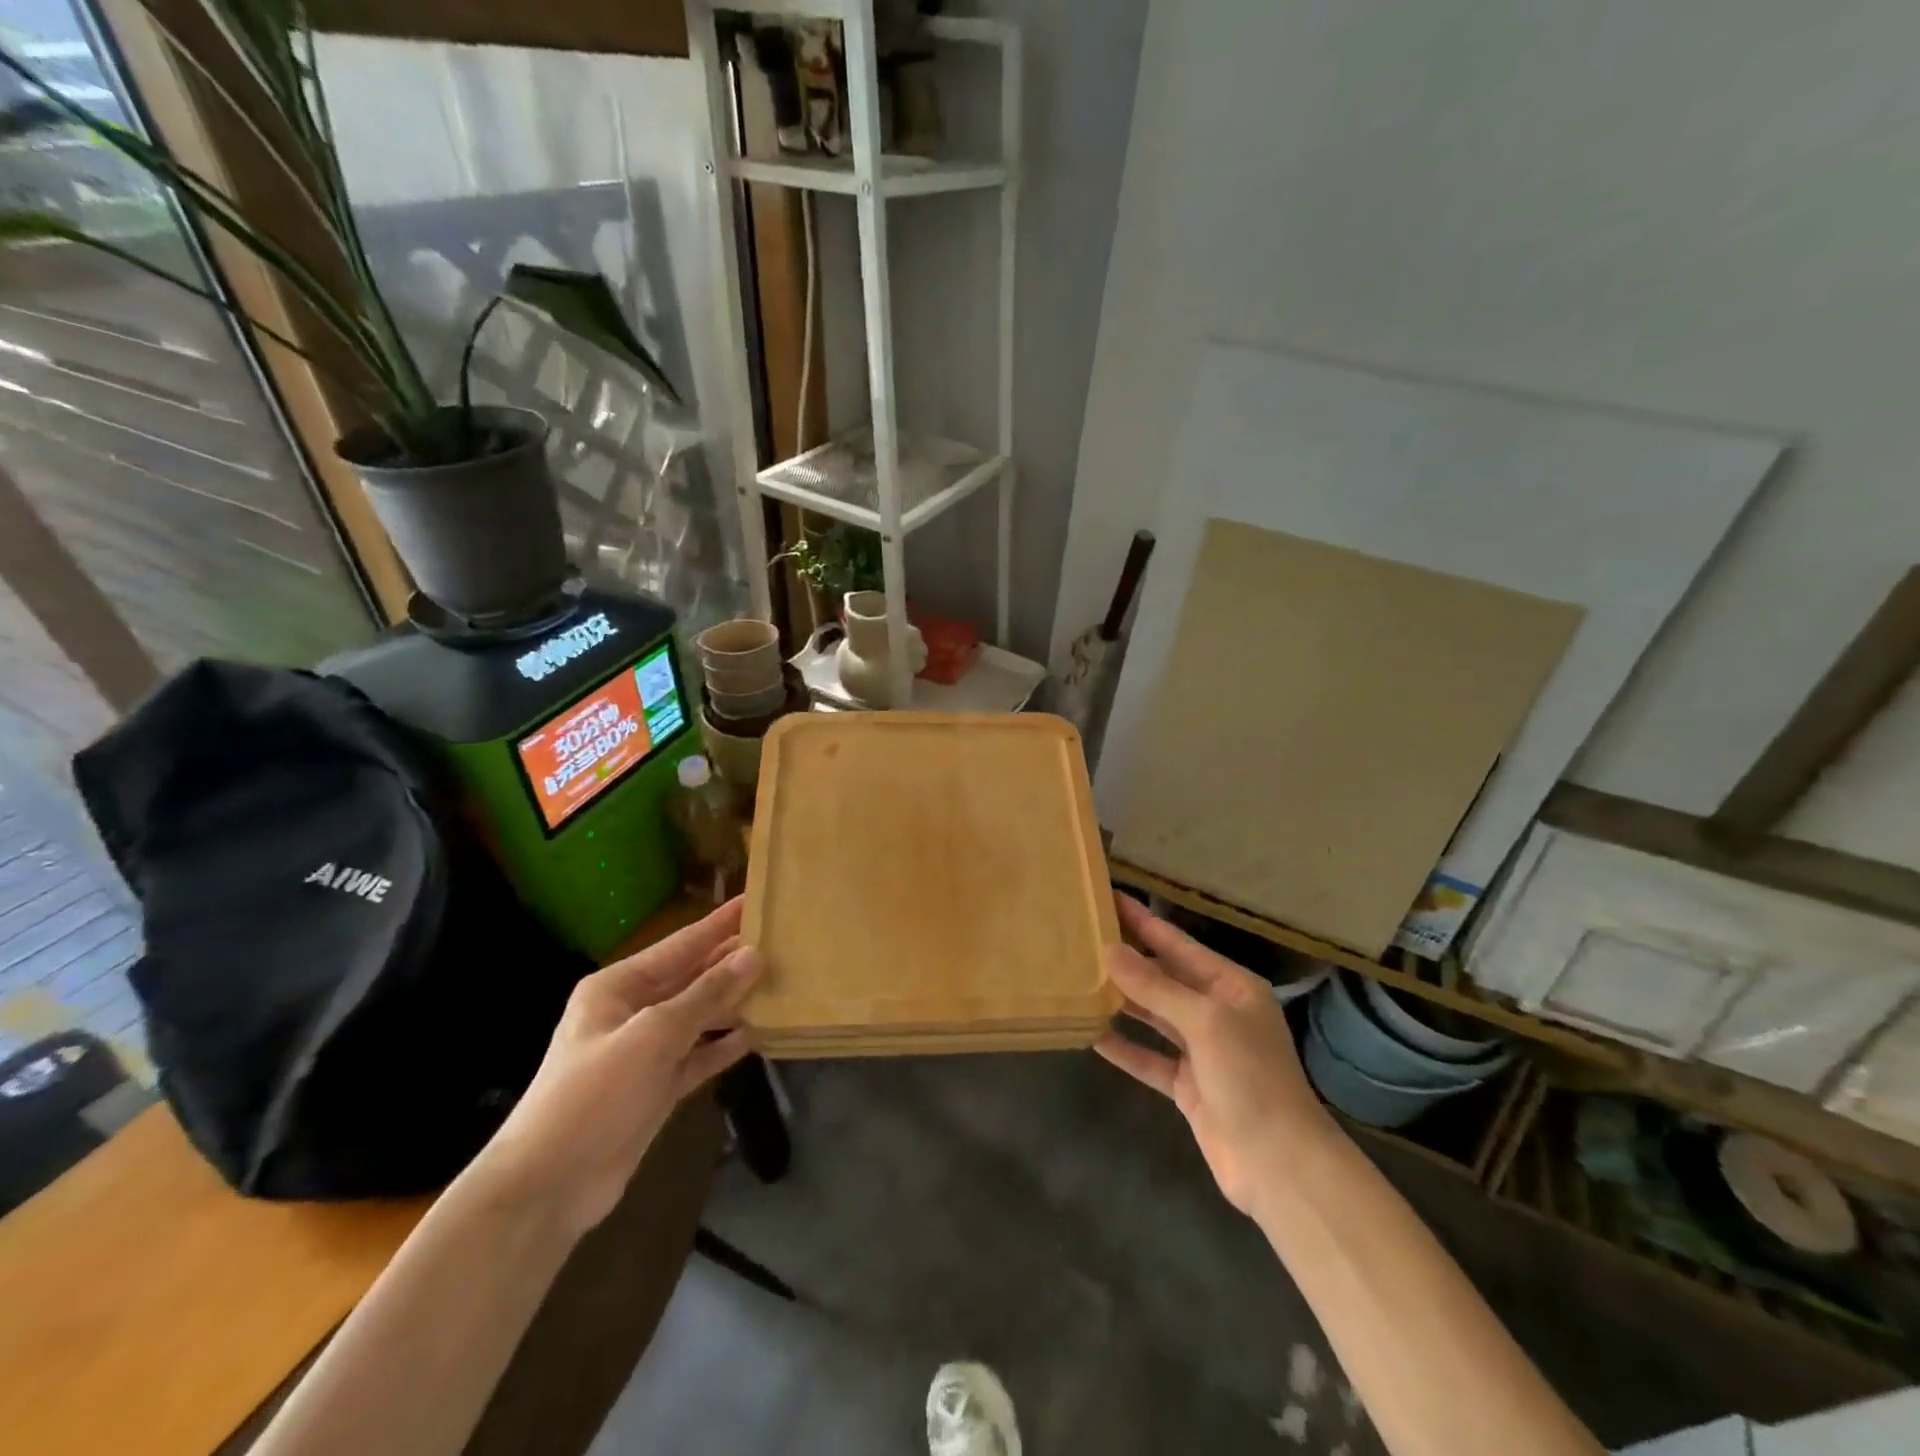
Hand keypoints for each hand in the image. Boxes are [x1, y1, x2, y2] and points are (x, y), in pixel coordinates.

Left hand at [466, 898, 762, 1238]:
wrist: (548, 1187)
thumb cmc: (594, 1094)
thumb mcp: (653, 1035)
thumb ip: (706, 995)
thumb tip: (754, 955)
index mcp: (619, 986)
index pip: (682, 944)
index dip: (720, 923)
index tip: (756, 900)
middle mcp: (633, 1011)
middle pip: (693, 978)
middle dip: (733, 962)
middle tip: (782, 943)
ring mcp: (645, 1051)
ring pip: (699, 1016)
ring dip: (734, 1003)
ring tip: (781, 985)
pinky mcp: (656, 1087)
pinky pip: (698, 1055)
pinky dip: (724, 1046)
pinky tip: (757, 1035)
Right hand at [1095, 894, 1333, 1213]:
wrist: (1281, 1167)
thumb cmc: (1250, 1079)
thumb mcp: (1205, 1023)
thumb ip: (1155, 987)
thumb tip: (1110, 950)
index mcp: (1231, 987)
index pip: (1177, 944)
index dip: (1143, 921)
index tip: (1109, 897)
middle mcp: (1216, 1012)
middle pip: (1163, 977)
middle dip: (1127, 959)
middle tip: (1083, 936)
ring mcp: (1202, 1051)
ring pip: (1153, 1015)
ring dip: (1121, 999)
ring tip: (1080, 977)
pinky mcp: (1187, 1086)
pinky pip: (1148, 1056)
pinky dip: (1124, 1046)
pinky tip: (1091, 1033)